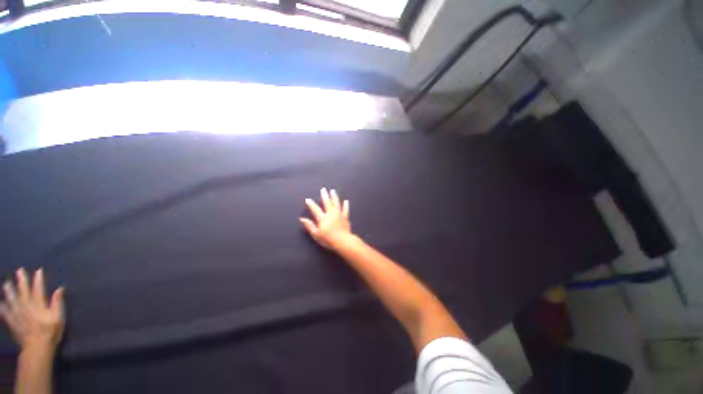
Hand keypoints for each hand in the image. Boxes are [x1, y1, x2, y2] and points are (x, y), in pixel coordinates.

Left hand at [0, 268, 64, 351]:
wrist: (37, 349)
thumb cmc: (51, 332)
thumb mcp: (58, 319)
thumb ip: (57, 303)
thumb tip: (60, 289)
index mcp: (38, 306)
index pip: (38, 289)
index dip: (38, 279)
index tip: (38, 270)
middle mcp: (27, 307)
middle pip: (23, 292)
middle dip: (21, 281)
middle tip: (19, 270)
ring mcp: (18, 314)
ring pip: (12, 300)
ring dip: (9, 290)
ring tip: (7, 283)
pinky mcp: (13, 321)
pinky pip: (5, 313)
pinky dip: (1, 307)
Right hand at [300, 188, 352, 249]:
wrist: (343, 241)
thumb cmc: (328, 239)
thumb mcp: (316, 234)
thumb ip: (309, 226)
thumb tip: (302, 219)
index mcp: (323, 218)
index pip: (315, 209)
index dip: (311, 204)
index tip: (308, 199)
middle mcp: (331, 214)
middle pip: (327, 202)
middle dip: (324, 195)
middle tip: (323, 189)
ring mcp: (339, 215)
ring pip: (336, 203)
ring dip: (334, 196)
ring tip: (333, 191)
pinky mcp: (345, 217)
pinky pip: (345, 209)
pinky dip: (345, 205)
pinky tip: (346, 201)